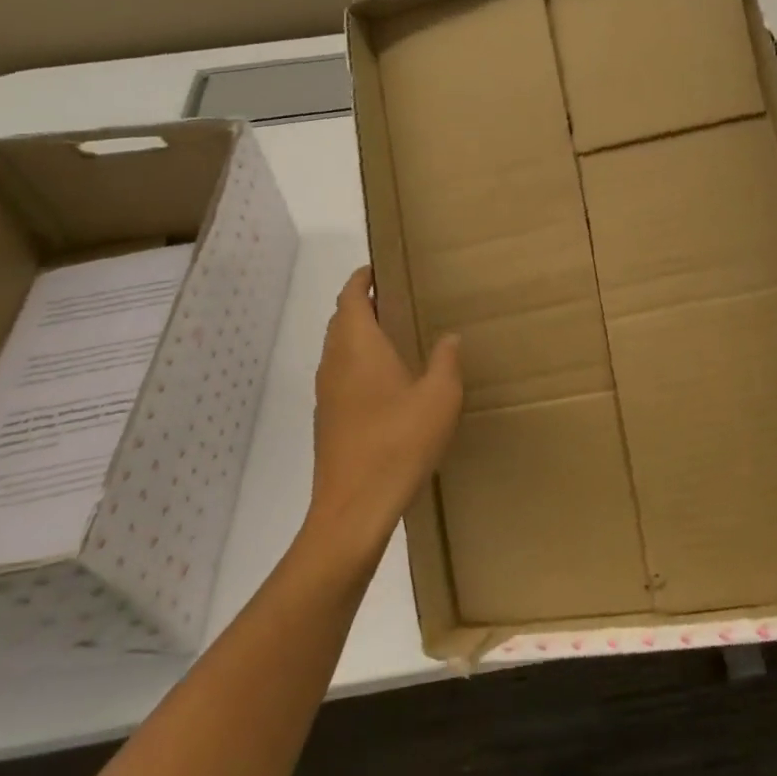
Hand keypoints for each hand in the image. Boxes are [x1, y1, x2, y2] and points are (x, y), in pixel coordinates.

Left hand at [308, 266, 462, 555]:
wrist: (354, 508)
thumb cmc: (399, 443)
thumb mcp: (440, 398)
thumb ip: (446, 361)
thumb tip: (449, 337)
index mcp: (359, 347)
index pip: (351, 298)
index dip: (361, 279)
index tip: (378, 268)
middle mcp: (335, 363)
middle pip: (341, 320)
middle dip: (362, 304)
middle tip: (396, 298)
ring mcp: (327, 394)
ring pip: (338, 349)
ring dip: (359, 334)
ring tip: (394, 334)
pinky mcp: (329, 420)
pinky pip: (341, 375)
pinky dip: (357, 363)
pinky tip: (386, 382)